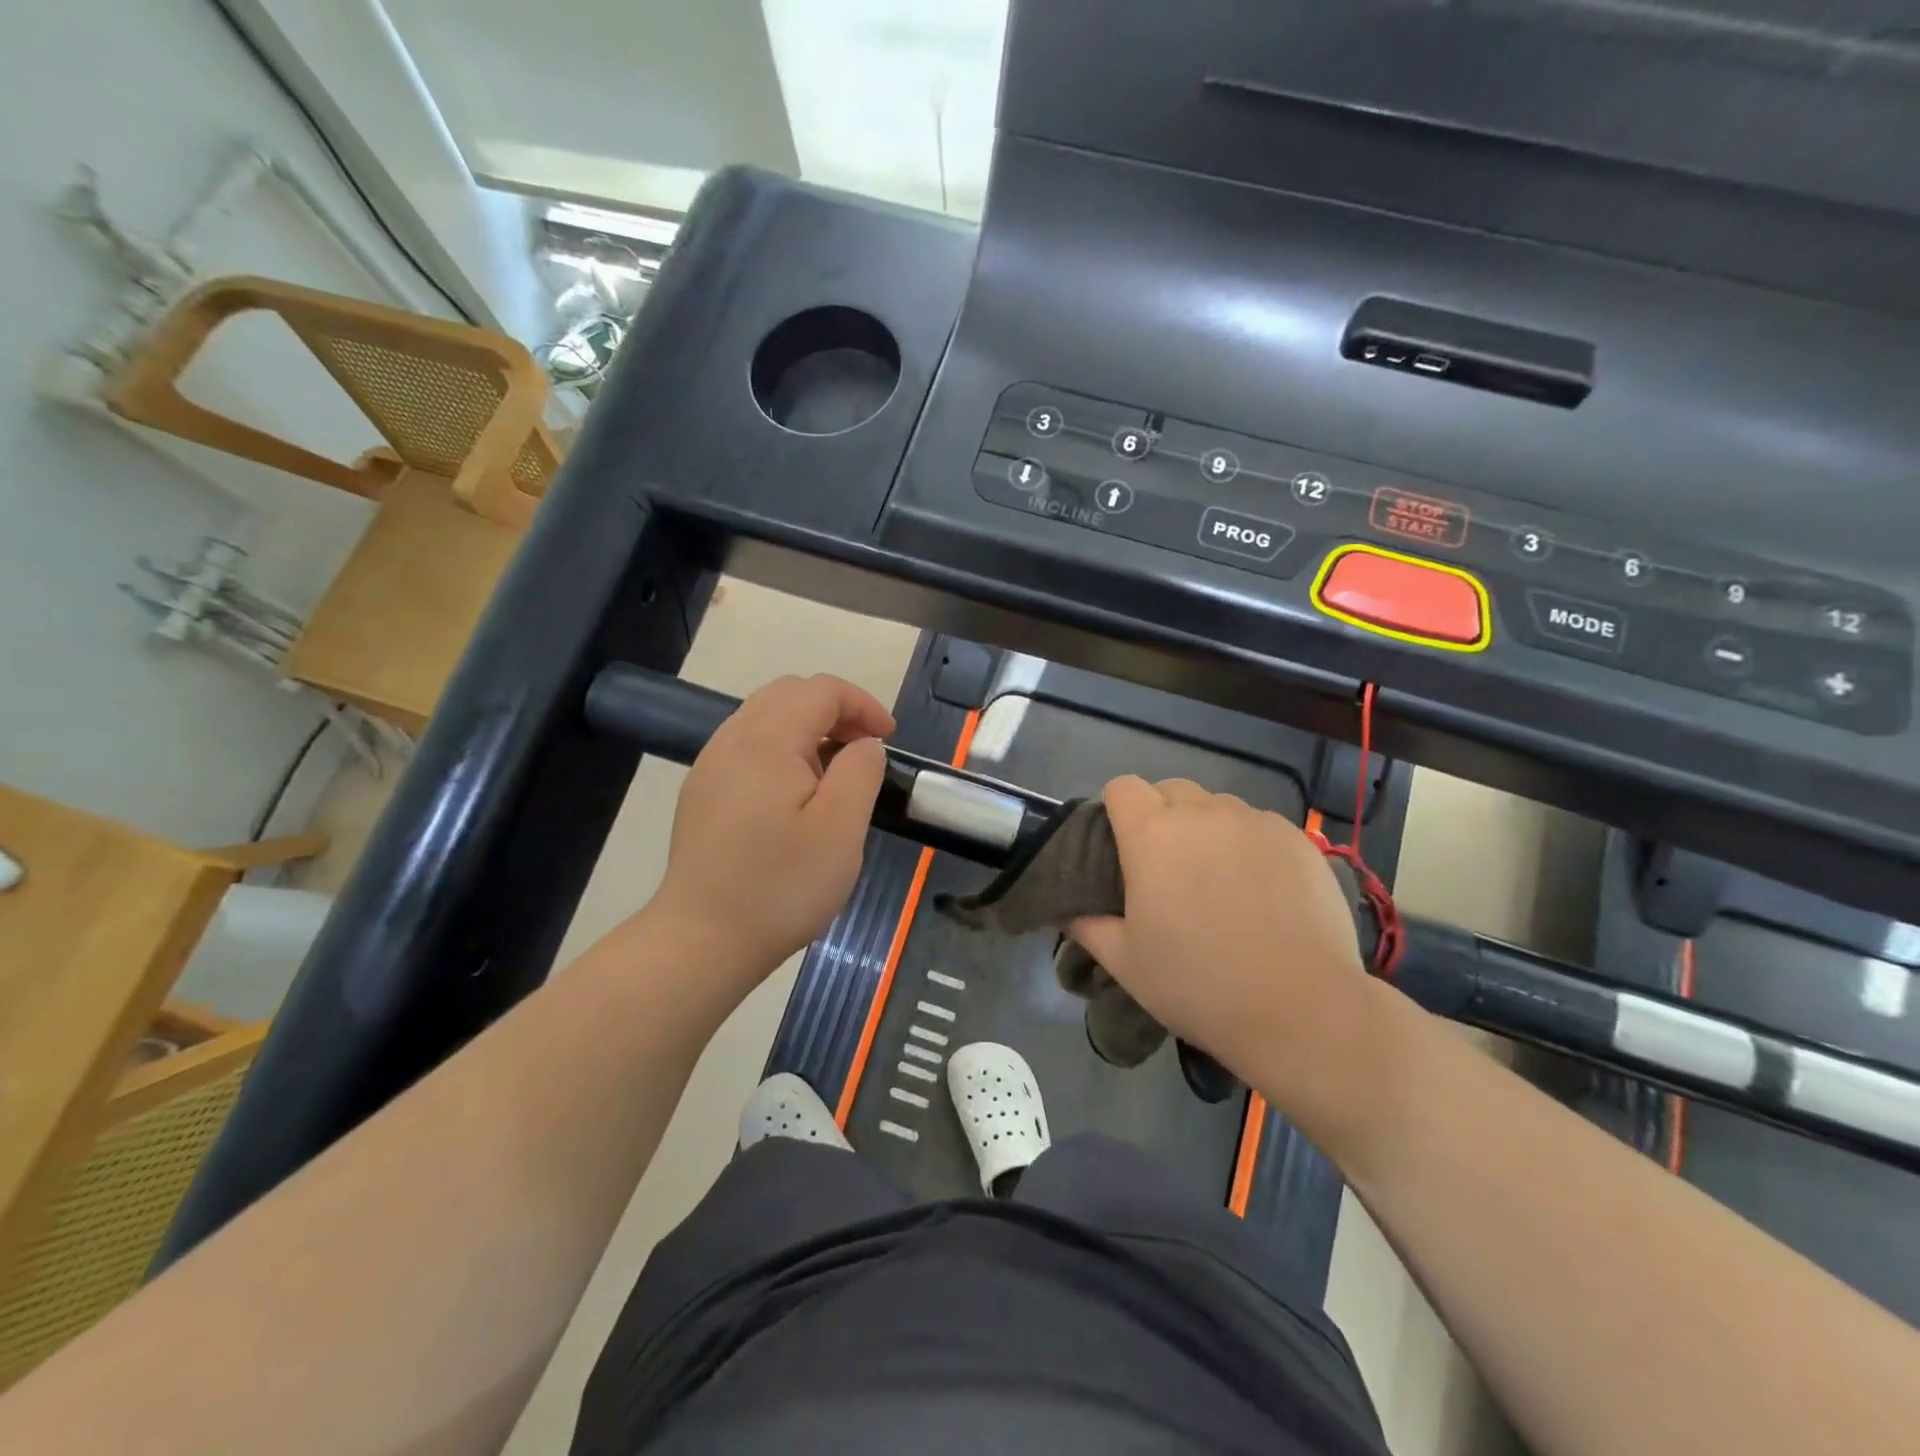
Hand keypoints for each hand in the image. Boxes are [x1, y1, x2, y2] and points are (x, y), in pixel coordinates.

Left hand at [653, 675, 893, 990]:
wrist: (702, 941)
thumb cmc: (780, 887)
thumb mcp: (841, 830)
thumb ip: (860, 772)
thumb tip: (864, 744)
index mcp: (766, 742)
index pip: (820, 690)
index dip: (862, 703)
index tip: (889, 739)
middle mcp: (731, 741)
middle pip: (788, 693)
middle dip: (835, 709)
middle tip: (865, 749)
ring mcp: (710, 766)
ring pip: (765, 717)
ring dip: (808, 727)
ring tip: (835, 770)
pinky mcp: (702, 792)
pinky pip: (748, 746)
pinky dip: (783, 748)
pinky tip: (796, 792)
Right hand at [1069, 777, 1376, 1112]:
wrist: (1301, 1009)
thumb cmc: (1198, 985)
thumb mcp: (1125, 962)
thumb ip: (1088, 926)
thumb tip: (1070, 909)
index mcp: (1152, 835)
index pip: (1123, 787)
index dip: (1116, 809)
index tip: (1120, 845)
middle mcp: (1202, 814)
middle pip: (1170, 789)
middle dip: (1161, 815)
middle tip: (1167, 867)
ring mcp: (1254, 822)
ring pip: (1217, 806)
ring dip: (1206, 828)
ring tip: (1217, 877)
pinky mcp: (1297, 839)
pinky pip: (1259, 825)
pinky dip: (1248, 843)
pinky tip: (1261, 888)